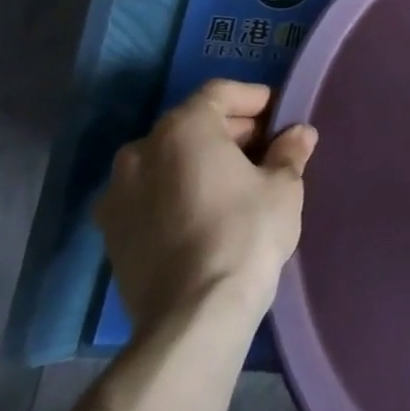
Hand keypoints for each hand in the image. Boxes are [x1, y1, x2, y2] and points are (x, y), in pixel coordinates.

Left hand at [94, 80, 316, 329]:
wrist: (193, 317)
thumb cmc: (245, 234)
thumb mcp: (283, 187)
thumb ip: (289, 151)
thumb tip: (299, 134)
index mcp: (182, 128)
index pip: (221, 93)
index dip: (255, 99)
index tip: (280, 116)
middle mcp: (141, 150)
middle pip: (191, 124)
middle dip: (230, 132)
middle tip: (265, 150)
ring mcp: (117, 193)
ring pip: (168, 160)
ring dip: (200, 162)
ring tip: (236, 183)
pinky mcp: (110, 233)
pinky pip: (150, 195)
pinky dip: (177, 192)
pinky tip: (206, 214)